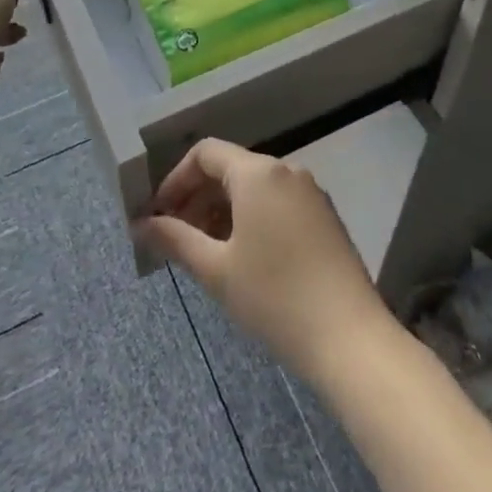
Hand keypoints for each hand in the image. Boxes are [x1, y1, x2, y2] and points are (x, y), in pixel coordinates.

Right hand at [136, 139, 396, 381]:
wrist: (350, 338)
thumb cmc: (274, 298)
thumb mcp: (216, 270)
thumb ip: (175, 240)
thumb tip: (141, 224)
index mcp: (258, 172)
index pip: (205, 153)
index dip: (175, 180)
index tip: (158, 216)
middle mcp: (286, 170)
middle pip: (229, 168)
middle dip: (197, 198)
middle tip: (176, 239)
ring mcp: (310, 192)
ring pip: (254, 187)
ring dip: (222, 211)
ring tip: (205, 253)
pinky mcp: (324, 216)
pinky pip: (277, 202)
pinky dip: (251, 218)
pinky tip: (242, 258)